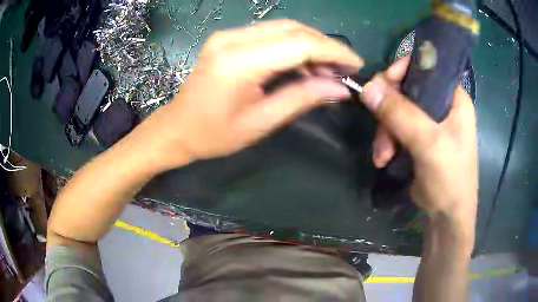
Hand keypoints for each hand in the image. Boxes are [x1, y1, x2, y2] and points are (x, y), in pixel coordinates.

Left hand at [145, 20, 362, 168]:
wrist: (177, 129)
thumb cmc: (213, 134)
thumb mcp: (261, 122)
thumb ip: (302, 98)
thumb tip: (341, 89)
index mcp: (239, 61)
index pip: (299, 44)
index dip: (333, 51)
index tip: (357, 64)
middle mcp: (233, 38)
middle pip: (293, 30)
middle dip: (325, 46)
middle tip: (345, 69)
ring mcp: (228, 35)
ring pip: (284, 29)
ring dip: (311, 46)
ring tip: (327, 71)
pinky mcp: (228, 39)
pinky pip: (270, 35)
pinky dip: (293, 47)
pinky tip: (303, 66)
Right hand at [361, 57, 477, 226]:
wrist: (447, 218)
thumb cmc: (450, 179)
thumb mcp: (428, 144)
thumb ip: (400, 114)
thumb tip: (367, 87)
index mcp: (454, 97)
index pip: (425, 68)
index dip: (402, 72)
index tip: (382, 86)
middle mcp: (443, 105)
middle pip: (407, 91)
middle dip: (389, 112)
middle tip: (382, 134)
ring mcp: (431, 123)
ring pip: (398, 111)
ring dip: (385, 133)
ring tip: (383, 156)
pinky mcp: (420, 139)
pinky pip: (397, 128)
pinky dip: (387, 142)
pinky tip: (385, 159)